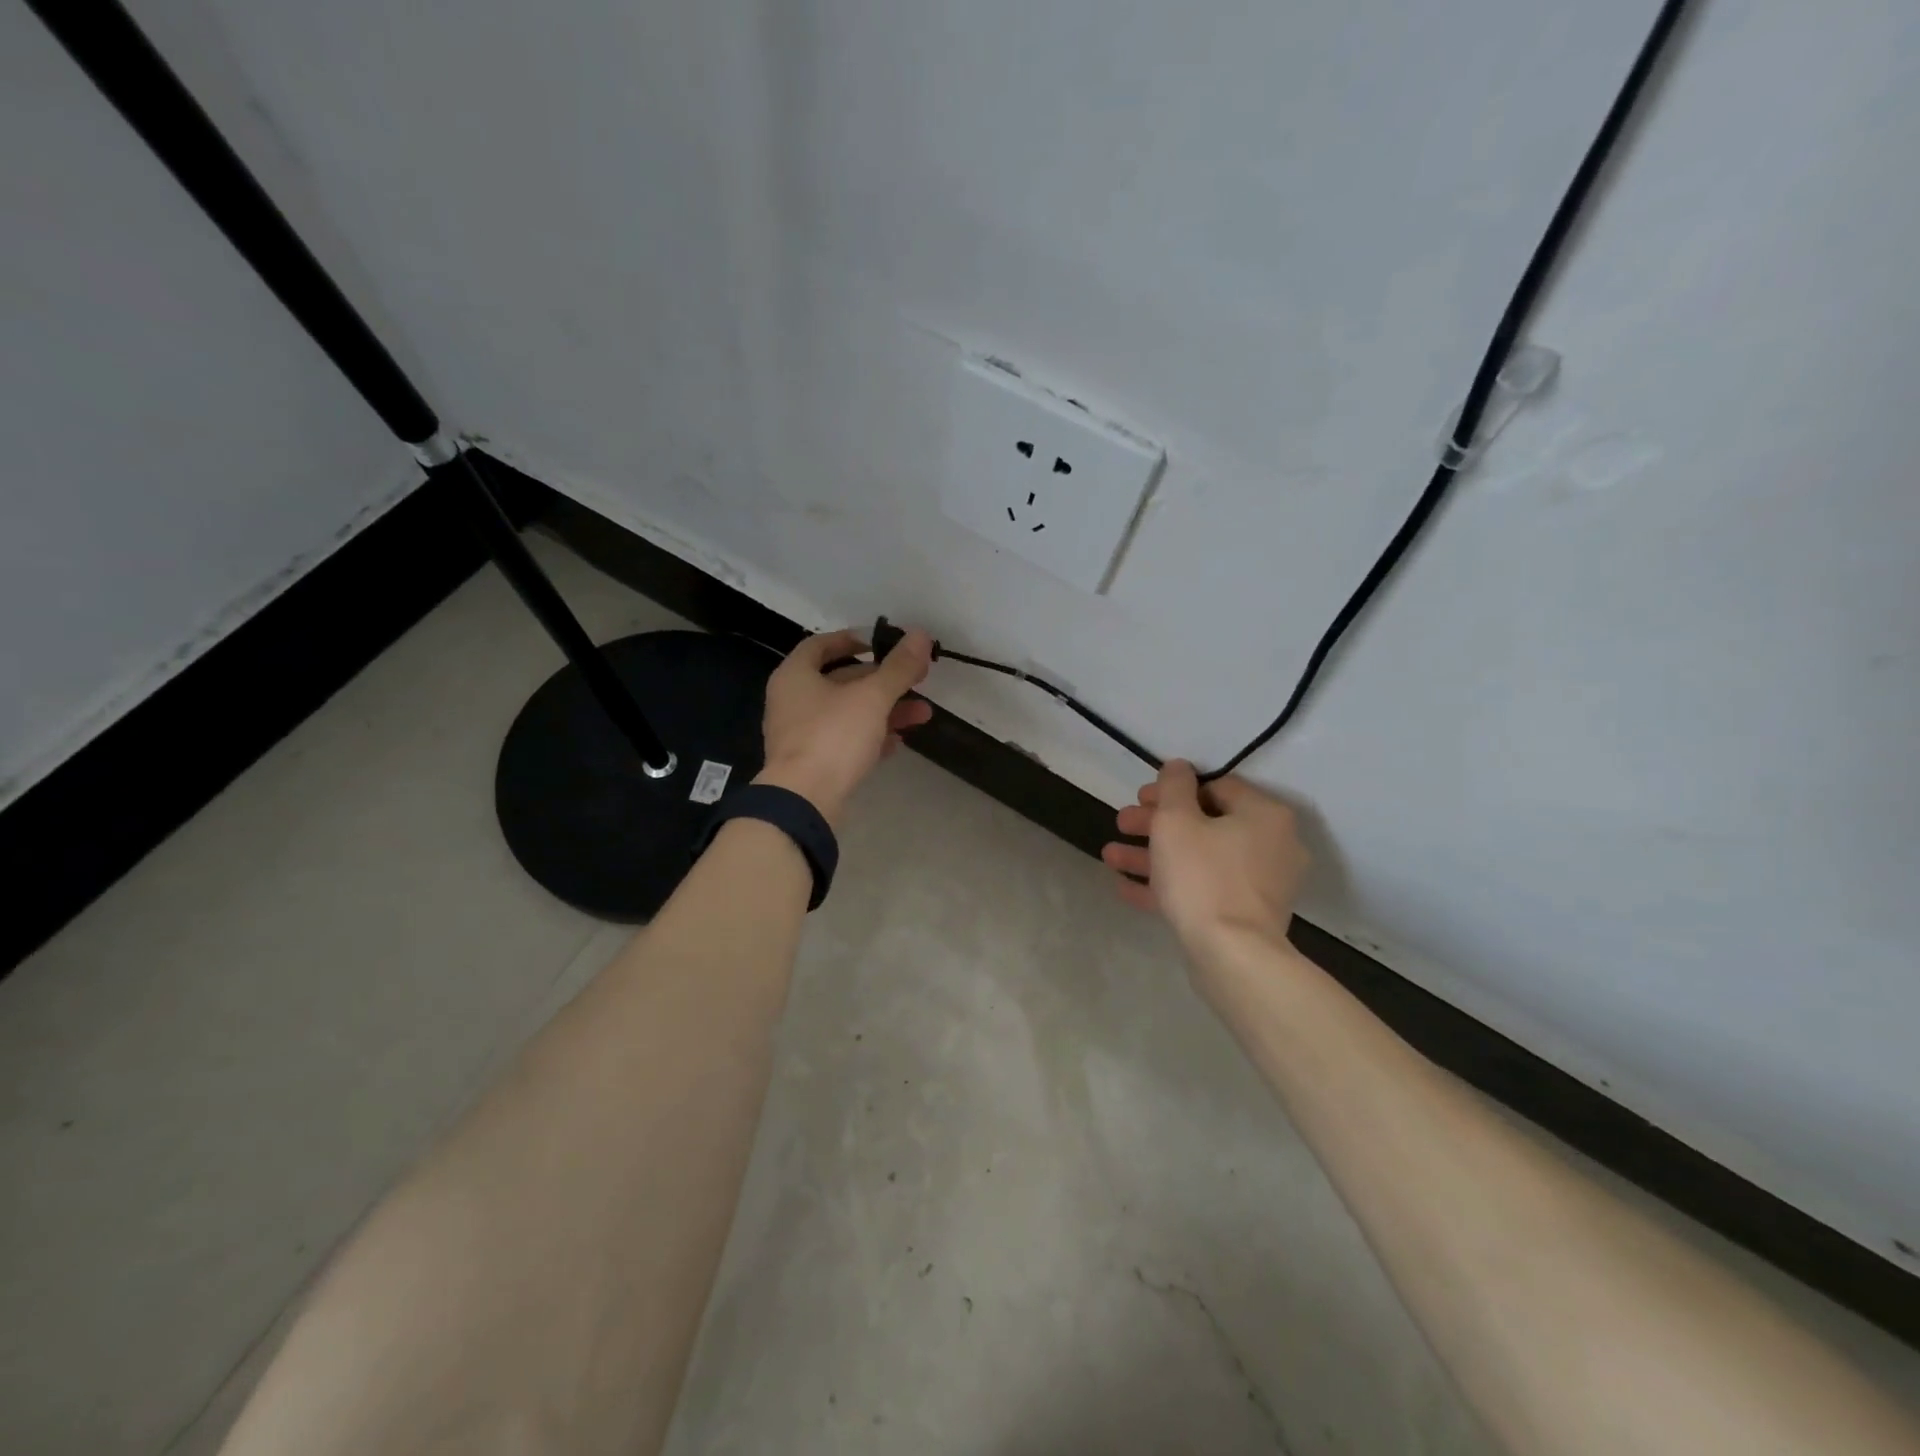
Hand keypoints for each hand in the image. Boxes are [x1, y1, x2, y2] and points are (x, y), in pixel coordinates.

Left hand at [756, 627, 934, 824]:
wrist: (804, 801)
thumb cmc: (833, 737)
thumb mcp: (871, 697)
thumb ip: (898, 667)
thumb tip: (921, 635)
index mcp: (795, 676)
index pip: (822, 645)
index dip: (853, 639)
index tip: (883, 643)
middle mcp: (793, 702)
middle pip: (841, 681)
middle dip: (883, 680)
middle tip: (917, 679)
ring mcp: (801, 735)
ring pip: (848, 713)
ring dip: (885, 711)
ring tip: (923, 714)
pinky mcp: (813, 764)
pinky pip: (845, 742)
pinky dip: (871, 738)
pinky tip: (898, 742)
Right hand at [1101, 760, 1308, 964]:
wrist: (1232, 955)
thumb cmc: (1203, 876)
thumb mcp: (1176, 821)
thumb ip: (1173, 787)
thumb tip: (1177, 767)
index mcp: (1263, 815)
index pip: (1216, 786)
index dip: (1173, 789)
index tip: (1140, 798)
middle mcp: (1270, 845)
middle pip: (1204, 823)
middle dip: (1155, 824)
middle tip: (1122, 824)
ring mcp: (1259, 884)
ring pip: (1198, 859)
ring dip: (1152, 855)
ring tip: (1110, 857)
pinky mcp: (1245, 916)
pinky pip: (1202, 890)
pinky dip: (1168, 885)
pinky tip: (1126, 888)